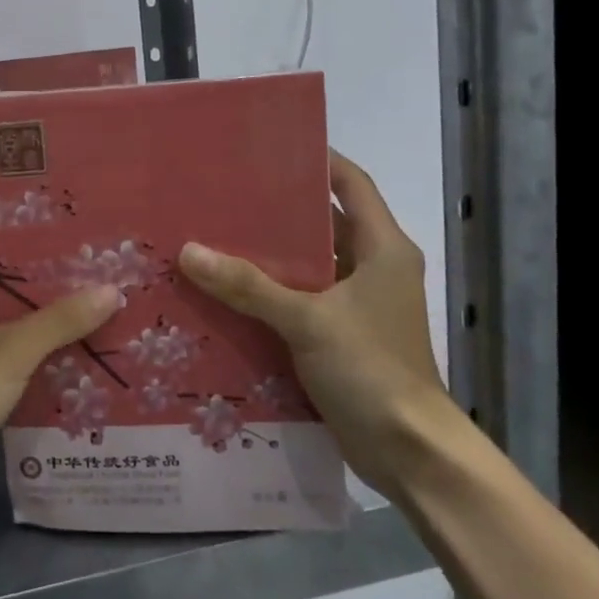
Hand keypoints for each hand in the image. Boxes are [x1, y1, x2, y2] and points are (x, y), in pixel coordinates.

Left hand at [0, 169, 119, 526]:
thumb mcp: (8, 353)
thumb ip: (59, 321)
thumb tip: (112, 288)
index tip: (23, 150)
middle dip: (26, 222)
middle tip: (77, 206)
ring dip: (33, 274)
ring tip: (85, 257)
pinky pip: (2, 325)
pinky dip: (31, 318)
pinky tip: (69, 322)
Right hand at [178, 150, 446, 496]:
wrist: (410, 452)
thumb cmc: (372, 370)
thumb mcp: (308, 321)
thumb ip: (249, 286)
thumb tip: (189, 251)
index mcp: (382, 248)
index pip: (351, 184)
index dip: (318, 160)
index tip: (269, 146)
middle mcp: (373, 268)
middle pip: (322, 224)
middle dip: (276, 211)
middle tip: (223, 195)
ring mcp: (357, 305)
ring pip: (308, 266)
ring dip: (268, 257)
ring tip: (214, 238)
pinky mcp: (340, 336)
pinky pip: (299, 302)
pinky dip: (269, 295)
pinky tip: (226, 293)